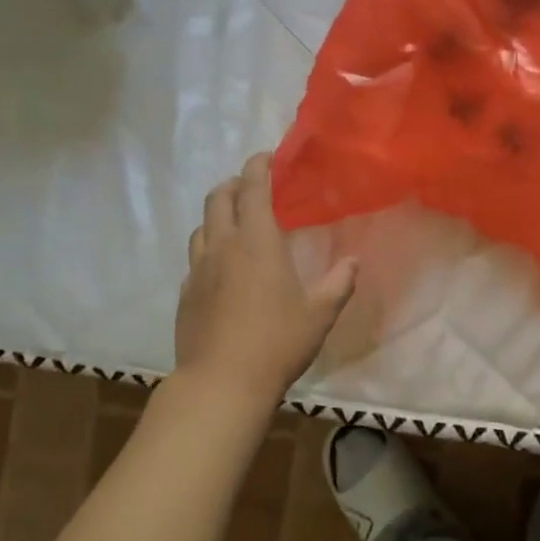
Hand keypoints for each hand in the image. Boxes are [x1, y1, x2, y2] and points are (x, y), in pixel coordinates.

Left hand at [175, 153, 356, 404]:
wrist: (221, 383)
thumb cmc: (277, 342)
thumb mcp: (320, 314)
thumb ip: (339, 283)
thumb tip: (353, 261)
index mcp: (257, 243)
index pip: (253, 190)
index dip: (258, 168)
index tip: (266, 157)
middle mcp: (223, 247)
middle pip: (218, 199)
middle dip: (233, 183)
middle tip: (250, 185)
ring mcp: (199, 270)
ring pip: (201, 226)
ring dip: (217, 214)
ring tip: (234, 221)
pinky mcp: (186, 293)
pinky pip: (195, 257)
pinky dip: (208, 247)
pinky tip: (221, 266)